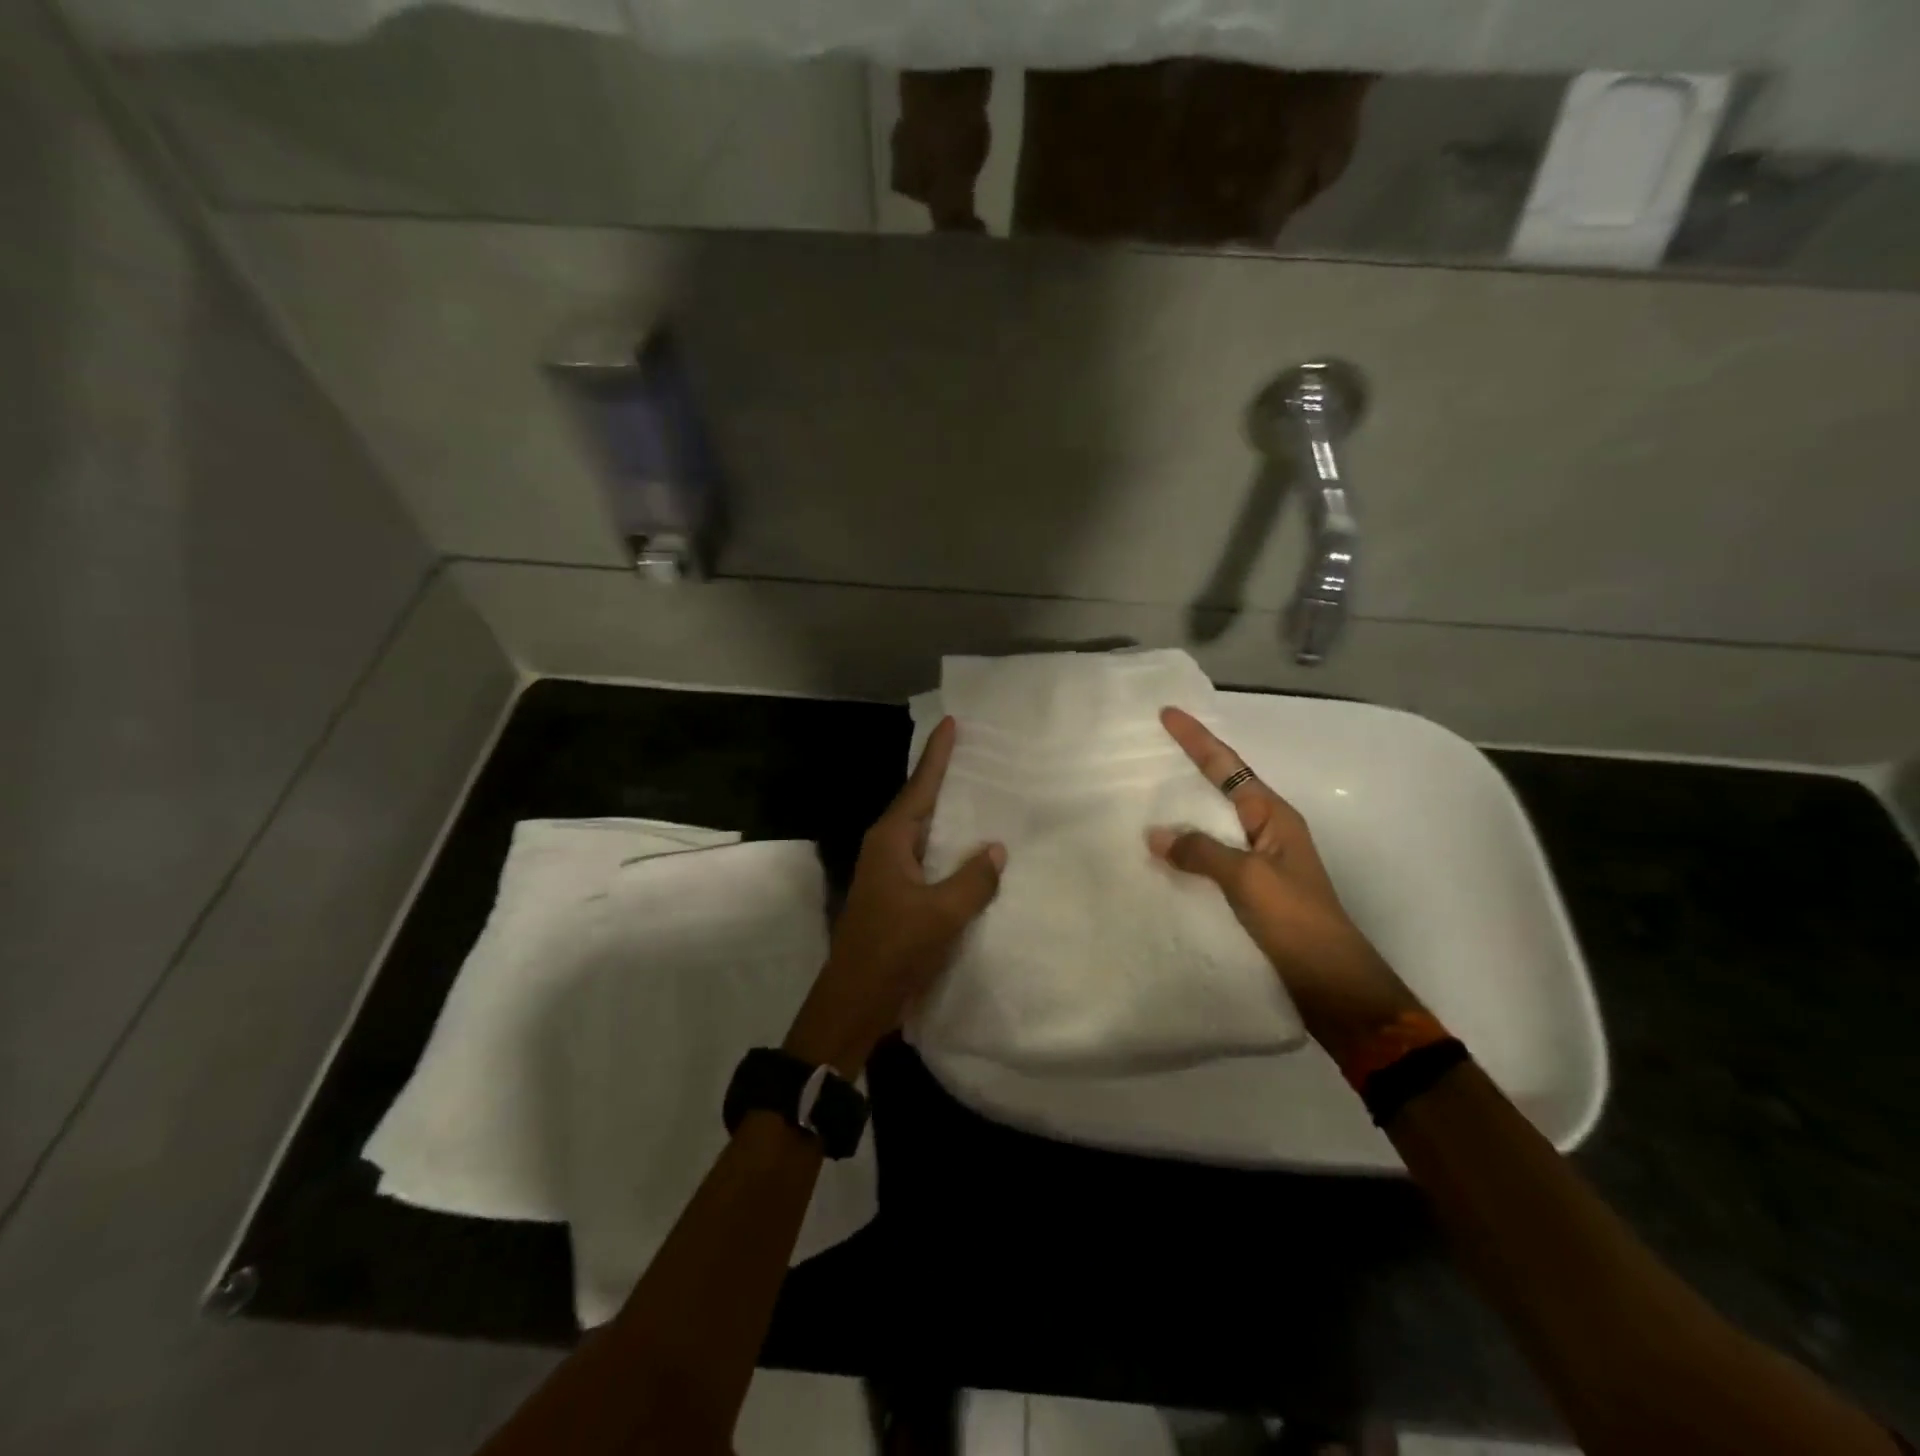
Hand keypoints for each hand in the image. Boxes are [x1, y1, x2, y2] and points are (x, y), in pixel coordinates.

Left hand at [785, 717, 1005, 1075]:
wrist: (855, 1002)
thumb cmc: (893, 950)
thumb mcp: (940, 913)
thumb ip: (972, 879)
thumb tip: (995, 848)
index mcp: (891, 840)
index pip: (920, 786)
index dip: (937, 755)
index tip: (951, 723)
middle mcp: (889, 849)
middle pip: (922, 804)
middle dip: (948, 780)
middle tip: (981, 755)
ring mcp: (892, 874)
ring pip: (928, 835)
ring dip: (953, 818)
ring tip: (986, 797)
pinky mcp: (900, 897)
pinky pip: (931, 862)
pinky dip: (952, 852)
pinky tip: (976, 855)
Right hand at [1148, 707, 1422, 1060]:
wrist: (1330, 980)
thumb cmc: (1295, 919)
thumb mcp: (1248, 878)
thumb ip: (1201, 852)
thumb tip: (1157, 834)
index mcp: (1273, 816)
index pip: (1228, 767)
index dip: (1197, 740)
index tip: (1168, 713)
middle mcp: (1267, 830)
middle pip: (1222, 787)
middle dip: (1190, 767)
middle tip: (1152, 752)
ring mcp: (1259, 860)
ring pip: (1214, 822)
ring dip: (1185, 809)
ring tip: (1148, 797)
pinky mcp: (1250, 889)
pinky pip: (1211, 855)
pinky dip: (1187, 847)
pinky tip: (1164, 853)